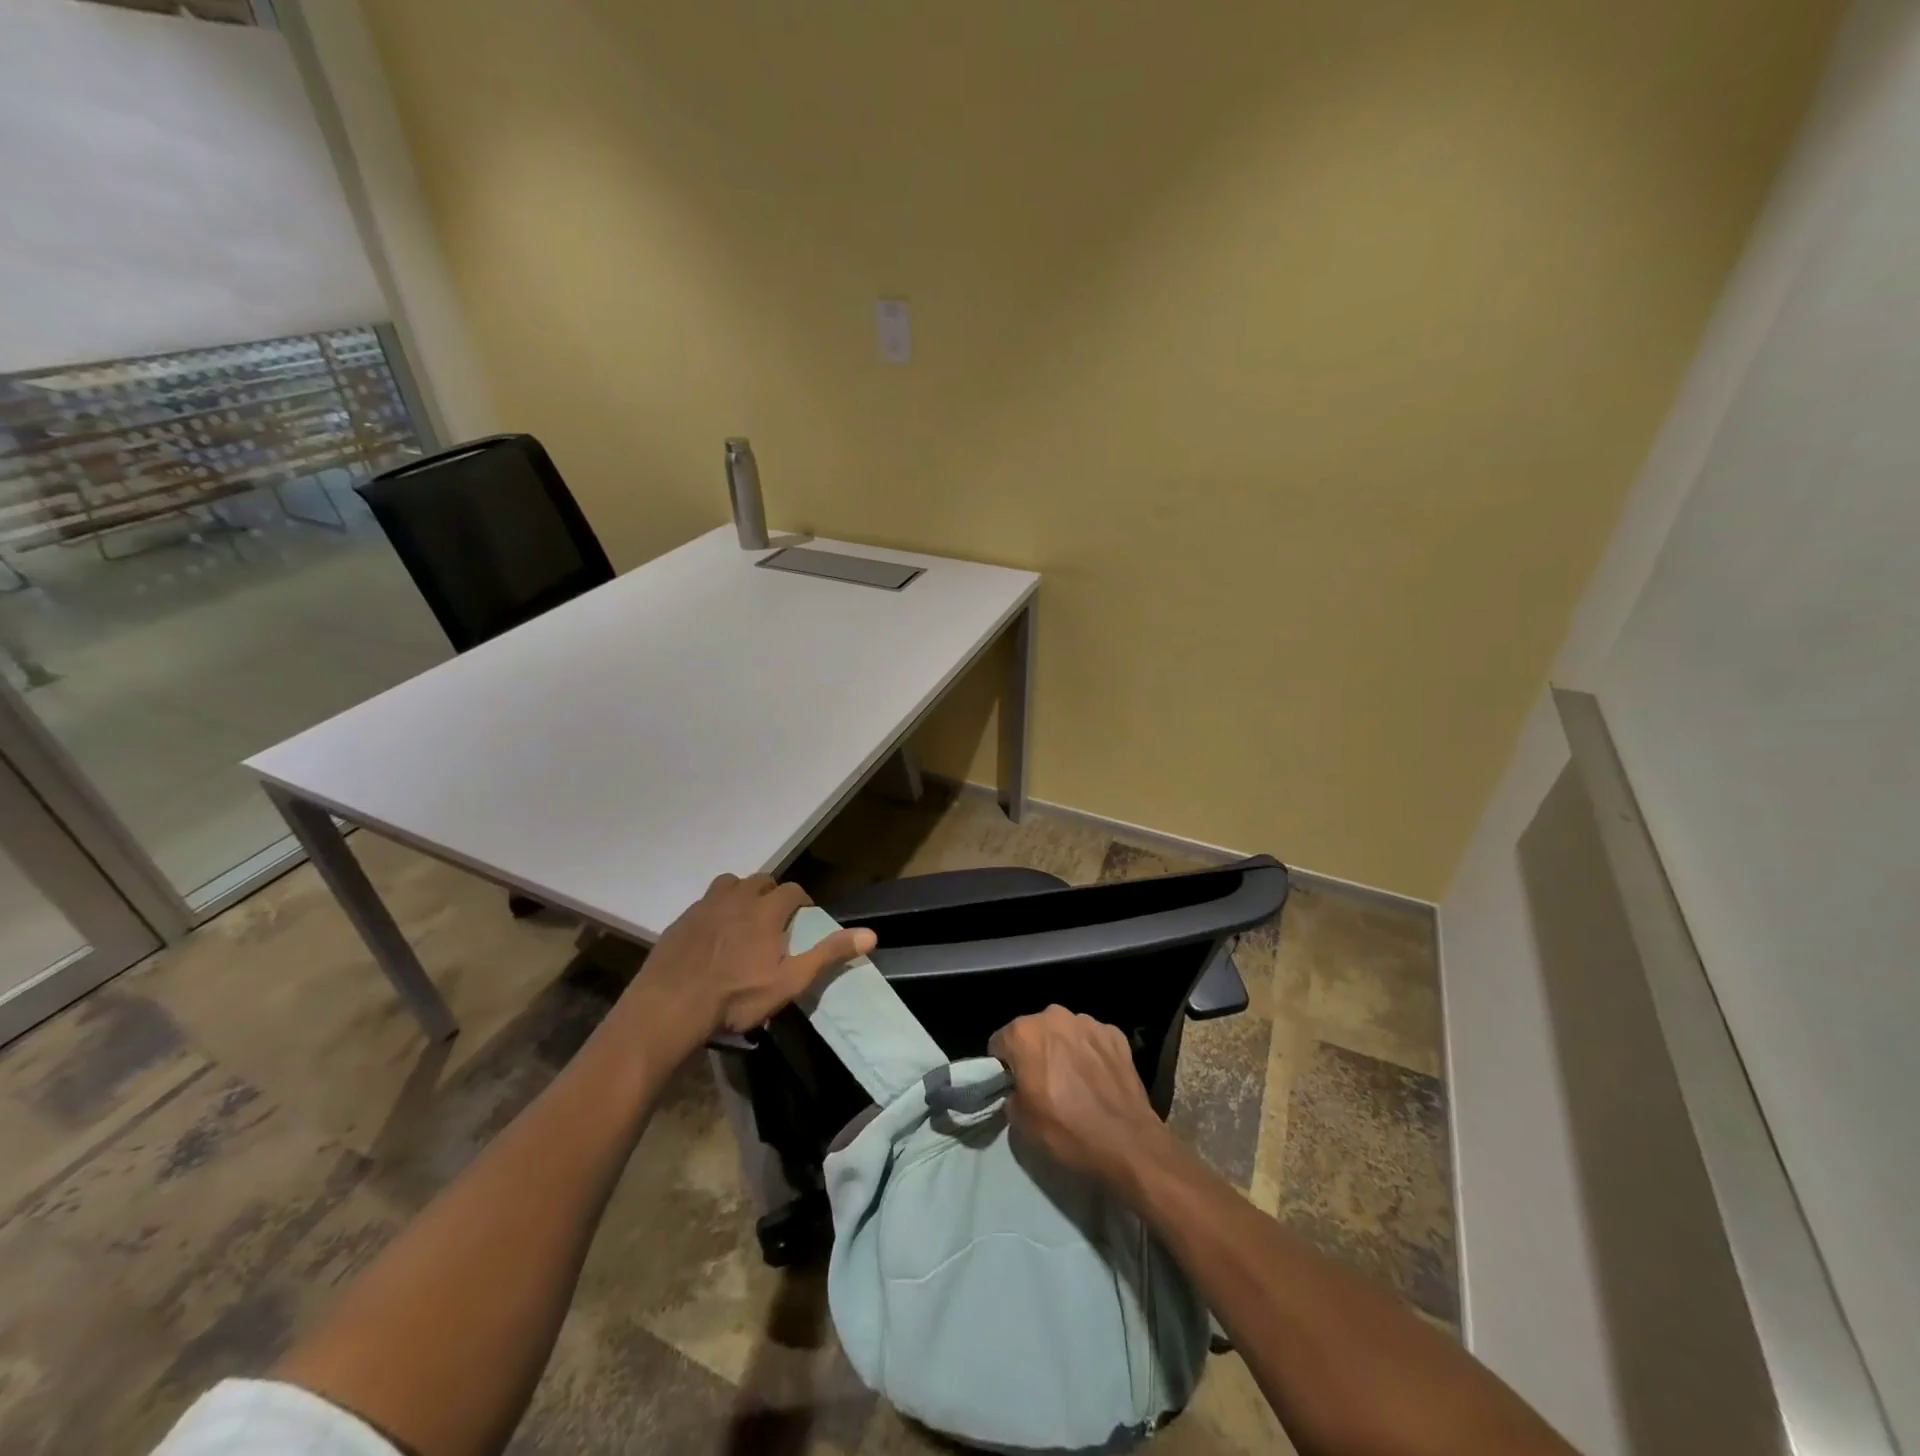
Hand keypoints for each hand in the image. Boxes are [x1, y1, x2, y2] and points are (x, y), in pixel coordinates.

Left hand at [632, 873, 875, 1038]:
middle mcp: (737, 897)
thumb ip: (828, 955)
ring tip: (744, 920)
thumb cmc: (735, 997)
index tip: (803, 921)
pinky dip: (716, 910)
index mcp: (766, 910)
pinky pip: (705, 903)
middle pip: (761, 881)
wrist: (669, 1008)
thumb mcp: (790, 981)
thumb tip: (871, 935)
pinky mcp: (681, 920)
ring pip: (730, 884)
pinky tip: (713, 936)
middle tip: (775, 922)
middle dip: (773, 895)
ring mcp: (705, 906)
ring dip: (742, 895)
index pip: (793, 891)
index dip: (802, 903)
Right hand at [989, 1006, 1166, 1187]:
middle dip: (1035, 1052)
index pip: (1000, 1042)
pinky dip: (1091, 1053)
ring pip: (1064, 1032)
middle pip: (1033, 1031)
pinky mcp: (1115, 1033)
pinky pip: (1092, 1039)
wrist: (1127, 1144)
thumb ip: (1011, 1093)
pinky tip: (1098, 1080)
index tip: (1014, 1086)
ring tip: (1075, 1082)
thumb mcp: (1020, 1122)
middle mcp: (1054, 1016)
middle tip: (1044, 1084)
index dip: (1004, 1066)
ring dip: (1064, 1049)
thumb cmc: (1066, 1132)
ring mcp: (1088, 1022)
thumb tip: (1018, 1088)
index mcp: (1024, 1033)